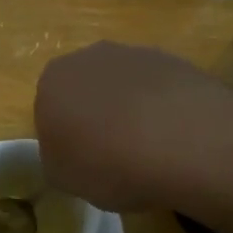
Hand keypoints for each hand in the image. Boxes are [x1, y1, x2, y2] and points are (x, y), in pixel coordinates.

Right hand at [34, 42, 232, 211]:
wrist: (184, 142)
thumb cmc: (108, 164)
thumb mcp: (63, 178)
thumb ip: (56, 158)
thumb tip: (69, 151)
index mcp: (52, 82)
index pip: (48, 111)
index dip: (64, 138)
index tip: (81, 162)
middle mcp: (89, 57)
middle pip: (86, 90)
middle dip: (96, 117)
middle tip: (112, 155)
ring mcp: (135, 54)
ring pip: (124, 87)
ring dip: (130, 111)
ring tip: (149, 150)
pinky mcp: (175, 61)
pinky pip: (159, 90)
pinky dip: (162, 109)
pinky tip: (174, 138)